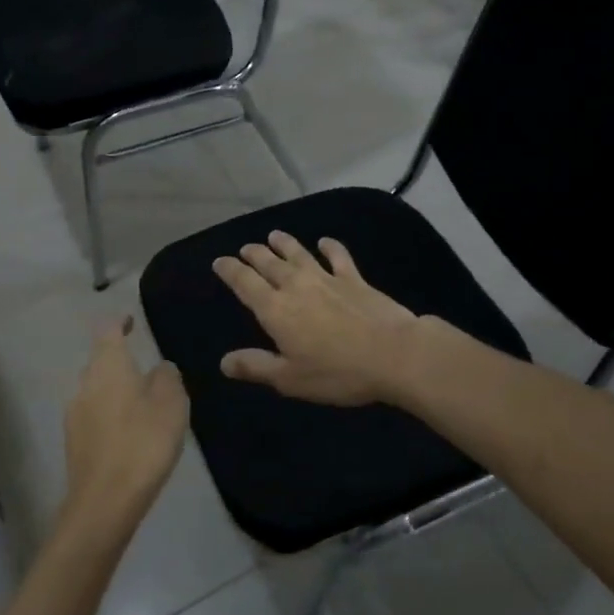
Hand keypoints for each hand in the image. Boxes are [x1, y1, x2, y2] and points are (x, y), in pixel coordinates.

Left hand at [61, 317, 187, 536]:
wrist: (105, 501)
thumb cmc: (143, 441)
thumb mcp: (171, 402)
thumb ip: (167, 376)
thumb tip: (159, 367)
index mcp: (108, 365)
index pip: (107, 330)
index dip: (119, 321)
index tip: (131, 320)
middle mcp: (85, 382)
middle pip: (100, 360)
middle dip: (119, 360)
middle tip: (145, 369)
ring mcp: (74, 413)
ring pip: (96, 389)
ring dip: (115, 389)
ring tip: (140, 403)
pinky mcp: (73, 441)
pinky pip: (93, 415)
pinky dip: (109, 414)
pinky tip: (128, 432)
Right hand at [212, 232, 419, 405]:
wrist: (393, 354)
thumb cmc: (337, 372)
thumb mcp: (290, 379)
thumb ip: (256, 366)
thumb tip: (224, 361)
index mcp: (275, 310)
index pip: (245, 283)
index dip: (230, 270)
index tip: (219, 261)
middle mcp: (296, 286)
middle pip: (269, 263)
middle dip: (254, 254)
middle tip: (245, 248)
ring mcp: (327, 279)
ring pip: (299, 253)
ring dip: (284, 243)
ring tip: (274, 235)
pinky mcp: (354, 279)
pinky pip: (338, 256)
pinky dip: (329, 247)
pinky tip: (325, 241)